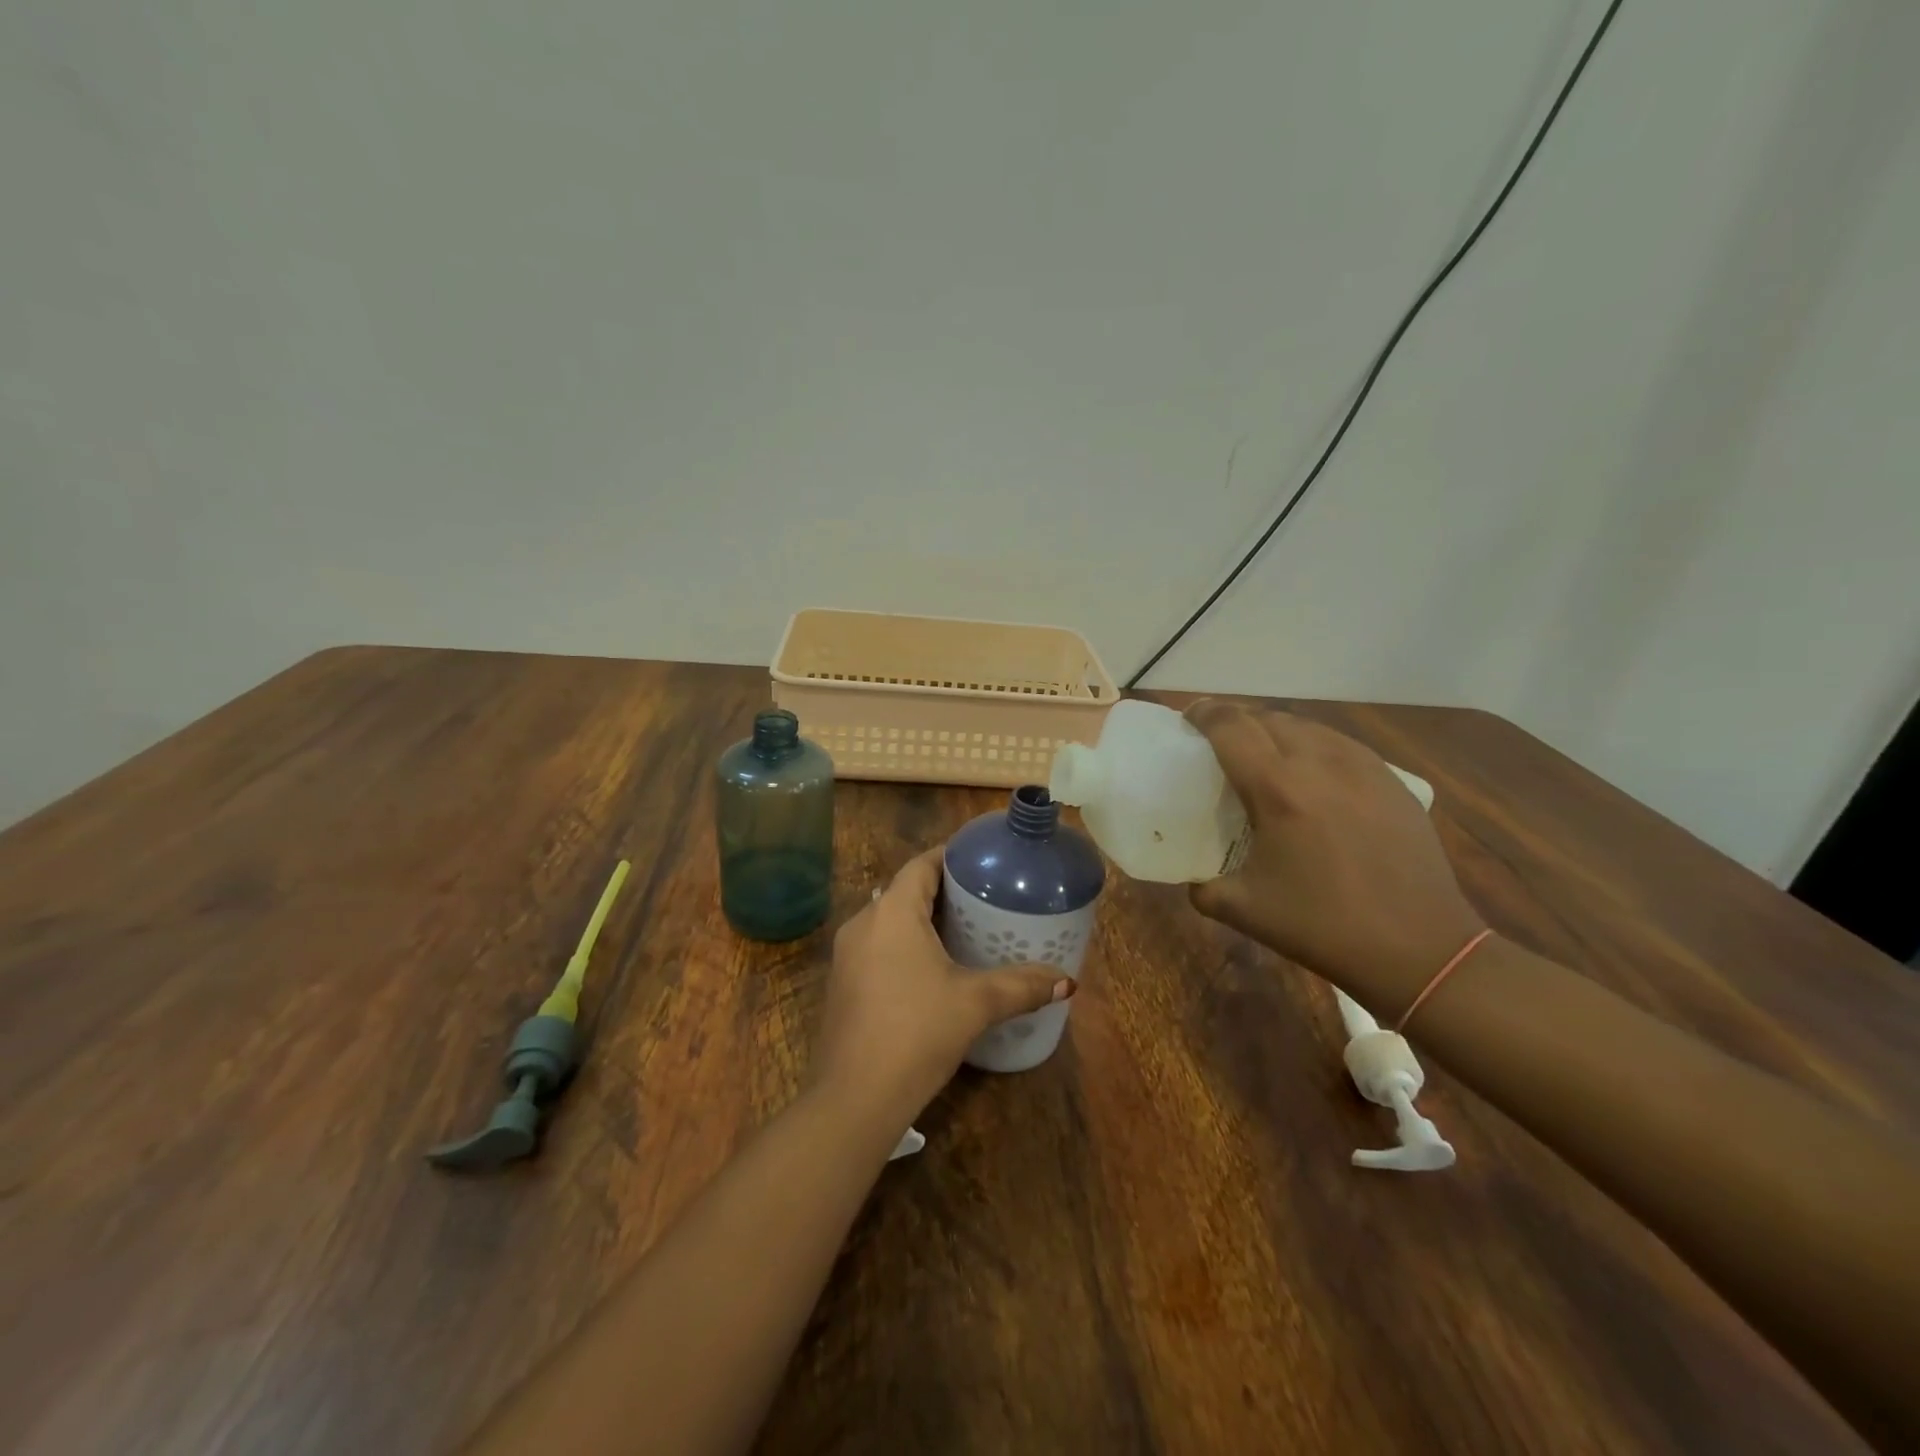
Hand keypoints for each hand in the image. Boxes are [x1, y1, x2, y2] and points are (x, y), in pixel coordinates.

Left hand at [813, 848, 1073, 1123]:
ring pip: (890, 921)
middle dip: (943, 892)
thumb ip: (1021, 986)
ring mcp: (846, 955)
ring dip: (923, 920)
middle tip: (984, 898)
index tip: (983, 862)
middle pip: (906, 890)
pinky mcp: (843, 983)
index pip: (922, 865)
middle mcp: (863, 923)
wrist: (855, 1098)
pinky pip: (878, 947)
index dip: (951, 857)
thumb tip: (1067, 982)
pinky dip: (905, 945)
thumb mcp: (976, 1004)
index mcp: (892, 912)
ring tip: (966, 930)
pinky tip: (933, 969)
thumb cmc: (917, 1033)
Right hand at [1184, 700, 1483, 1017]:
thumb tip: (1193, 877)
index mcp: (1277, 788)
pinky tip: (1313, 774)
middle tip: (1221, 742)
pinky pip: (1341, 744)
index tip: (1189, 717)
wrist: (1419, 948)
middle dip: (1238, 721)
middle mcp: (1319, 763)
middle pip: (1268, 718)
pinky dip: (1314, 746)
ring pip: (1308, 726)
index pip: (1231, 726)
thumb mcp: (1243, 910)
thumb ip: (1203, 886)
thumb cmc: (1323, 927)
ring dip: (1276, 730)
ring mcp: (1362, 767)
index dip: (1204, 713)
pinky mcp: (1392, 781)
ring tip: (1264, 754)